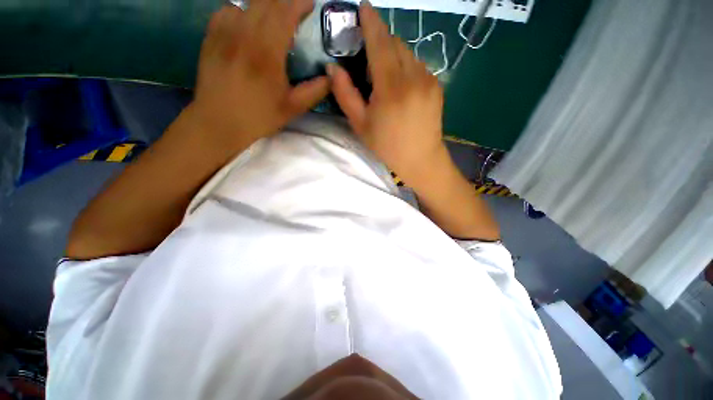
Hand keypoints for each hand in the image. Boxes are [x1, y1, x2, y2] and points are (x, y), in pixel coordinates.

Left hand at [189, 0, 328, 150]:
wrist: (219, 122)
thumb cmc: (259, 117)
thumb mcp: (292, 108)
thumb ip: (314, 91)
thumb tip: (332, 77)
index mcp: (267, 52)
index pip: (284, 13)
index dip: (299, 3)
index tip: (309, 4)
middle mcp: (244, 34)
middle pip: (266, 1)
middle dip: (284, 1)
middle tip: (295, 11)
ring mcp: (224, 32)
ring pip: (247, 3)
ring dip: (264, 6)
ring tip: (274, 19)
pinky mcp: (211, 36)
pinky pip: (228, 10)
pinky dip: (242, 11)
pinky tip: (248, 25)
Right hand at [328, 1, 446, 185]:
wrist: (420, 159)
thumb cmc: (387, 146)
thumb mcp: (360, 125)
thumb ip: (345, 94)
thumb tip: (333, 68)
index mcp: (391, 87)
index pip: (379, 41)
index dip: (370, 21)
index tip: (363, 7)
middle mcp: (413, 76)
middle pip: (395, 43)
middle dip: (381, 44)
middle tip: (370, 65)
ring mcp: (429, 79)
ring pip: (408, 53)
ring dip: (394, 58)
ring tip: (387, 83)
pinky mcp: (437, 85)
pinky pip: (418, 65)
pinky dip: (407, 69)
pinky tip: (403, 90)